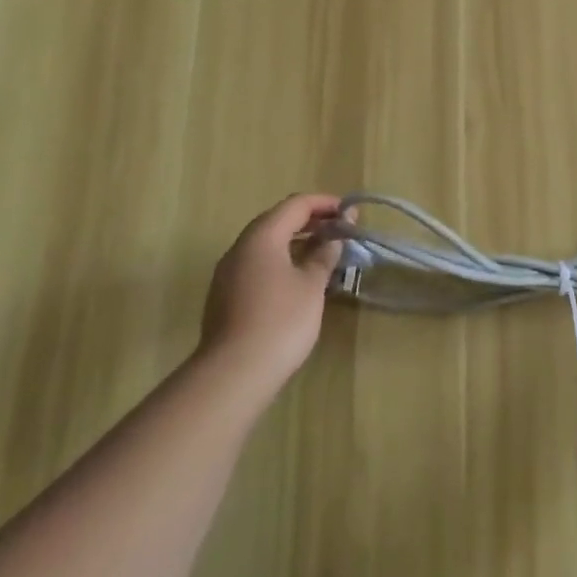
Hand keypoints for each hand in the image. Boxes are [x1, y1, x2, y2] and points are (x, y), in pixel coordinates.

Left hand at [199, 193, 344, 395]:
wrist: (234, 373)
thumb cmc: (280, 321)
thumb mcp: (311, 285)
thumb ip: (323, 255)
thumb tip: (332, 239)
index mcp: (261, 237)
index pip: (295, 205)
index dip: (325, 203)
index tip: (350, 212)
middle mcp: (240, 248)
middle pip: (277, 221)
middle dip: (311, 221)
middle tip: (341, 231)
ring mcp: (228, 273)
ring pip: (266, 244)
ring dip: (296, 241)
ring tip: (325, 253)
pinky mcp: (225, 296)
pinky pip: (258, 265)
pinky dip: (281, 260)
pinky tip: (299, 279)